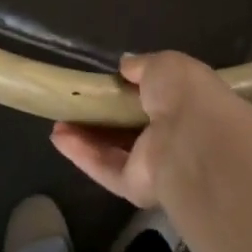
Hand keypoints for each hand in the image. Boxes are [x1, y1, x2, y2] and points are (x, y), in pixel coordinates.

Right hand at [49, 52, 233, 206]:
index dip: (131, 91)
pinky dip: (82, 154)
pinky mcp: (136, 187)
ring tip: (58, 121)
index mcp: (188, 107)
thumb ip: (142, 65)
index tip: (106, 83)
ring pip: (114, 151)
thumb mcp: (165, 65)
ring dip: (85, 137)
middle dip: (102, 118)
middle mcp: (174, 138)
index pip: (158, 100)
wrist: (194, 141)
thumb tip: (125, 64)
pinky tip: (58, 137)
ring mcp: (155, 166)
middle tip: (75, 104)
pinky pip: (105, 169)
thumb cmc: (186, 95)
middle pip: (131, 129)